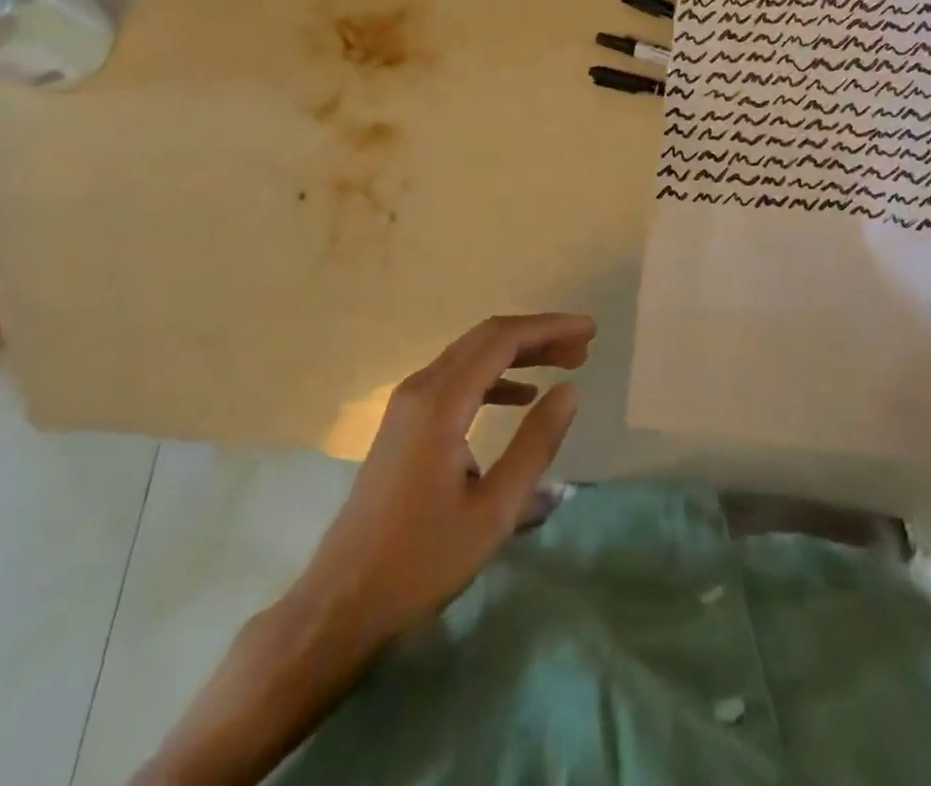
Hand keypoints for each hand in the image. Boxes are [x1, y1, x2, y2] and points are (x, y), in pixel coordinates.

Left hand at [295, 312, 595, 649]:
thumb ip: (535, 445)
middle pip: (487, 338)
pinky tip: (521, 395)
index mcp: (441, 402)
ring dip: (518, 353)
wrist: (342, 602)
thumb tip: (569, 391)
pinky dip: (494, 377)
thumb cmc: (422, 560)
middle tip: (583, 347)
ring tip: (563, 364)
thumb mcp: (494, 510)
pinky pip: (456, 378)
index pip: (503, 340)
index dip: (549, 329)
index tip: (589, 332)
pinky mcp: (404, 422)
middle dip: (538, 335)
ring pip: (471, 355)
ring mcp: (407, 403)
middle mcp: (420, 388)